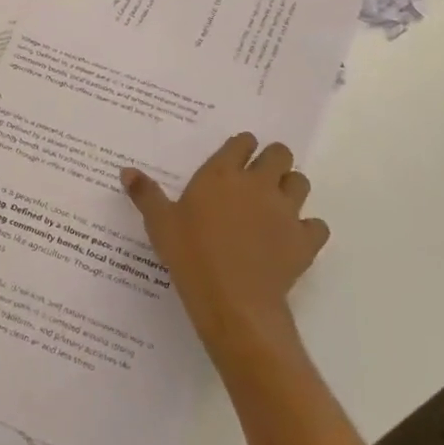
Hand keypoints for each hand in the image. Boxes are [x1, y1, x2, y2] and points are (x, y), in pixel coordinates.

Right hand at [121, 133, 328, 360]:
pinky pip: (317, 225)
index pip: (242, 142)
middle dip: (273, 160)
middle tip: (259, 177)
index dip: (241, 146)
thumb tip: (126, 171)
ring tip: (276, 204)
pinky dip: (308, 229)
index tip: (235, 157)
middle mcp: (258, 184)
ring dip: (291, 188)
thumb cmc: (191, 256)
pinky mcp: (304, 241)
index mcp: (222, 174)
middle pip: (280, 154)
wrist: (233, 302)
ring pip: (301, 183)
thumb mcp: (160, 223)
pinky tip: (293, 239)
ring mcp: (285, 211)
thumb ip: (145, 194)